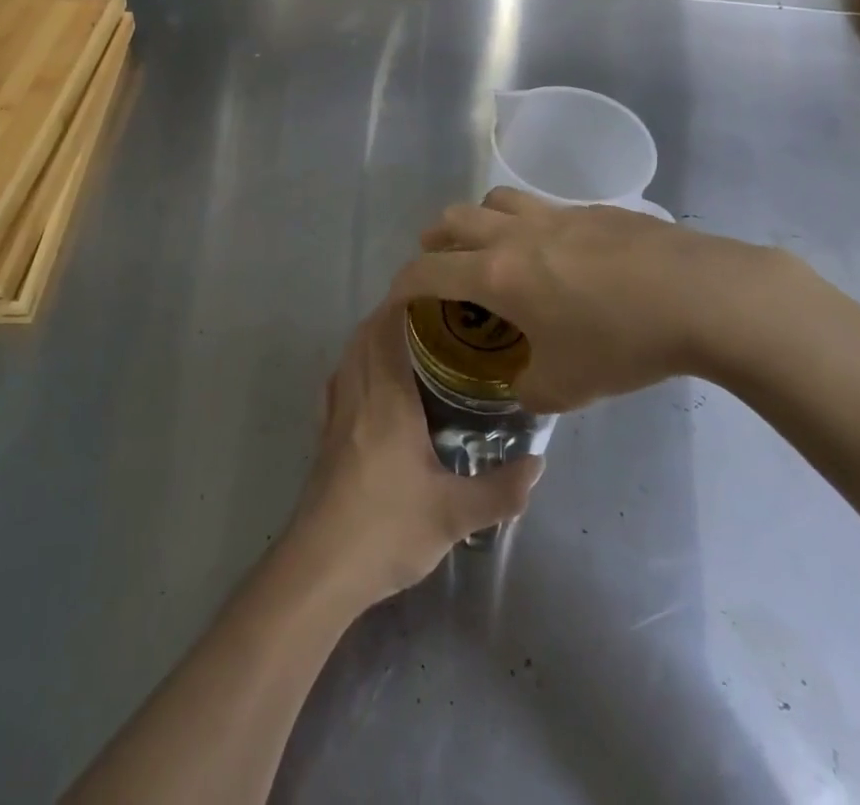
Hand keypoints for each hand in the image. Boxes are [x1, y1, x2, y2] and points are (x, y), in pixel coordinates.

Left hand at [289, 303, 541, 608]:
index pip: (387, 330)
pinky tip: (374, 384)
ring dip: (372, 337)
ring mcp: (335, 414)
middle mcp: (356, 394)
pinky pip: (339, 381)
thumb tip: (539, 463)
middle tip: (433, 315)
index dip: (403, 301)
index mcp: (386, 399)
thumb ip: (500, 490)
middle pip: (365, 335)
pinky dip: (356, 365)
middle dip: (392, 315)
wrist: (320, 568)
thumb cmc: (387, 529)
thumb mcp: (454, 515)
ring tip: (409, 341)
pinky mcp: (325, 436)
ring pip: (350, 356)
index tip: (433, 290)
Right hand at [384, 188, 814, 411]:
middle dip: (436, 240)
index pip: (427, 270)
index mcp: (496, 275)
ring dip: (481, 220)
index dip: (402, 283)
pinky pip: (545, 207)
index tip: (397, 298)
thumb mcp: (567, 387)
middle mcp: (515, 235)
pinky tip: (560, 255)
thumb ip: (530, 390)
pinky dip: (532, 224)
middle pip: (454, 218)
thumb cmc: (621, 341)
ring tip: (493, 247)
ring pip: (497, 199)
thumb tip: (522, 388)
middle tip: (441, 264)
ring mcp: (556, 214)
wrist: (699, 295)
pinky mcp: (593, 210)